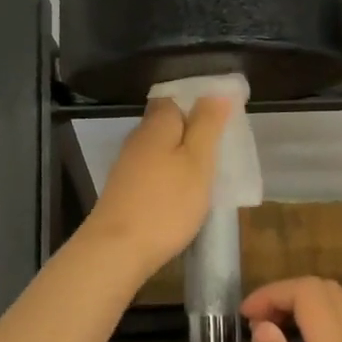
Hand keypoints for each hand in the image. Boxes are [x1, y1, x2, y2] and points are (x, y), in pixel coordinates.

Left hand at [81, 97, 231, 278]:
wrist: (117, 250)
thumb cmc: (166, 203)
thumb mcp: (198, 161)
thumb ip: (207, 125)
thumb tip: (216, 91)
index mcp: (157, 123)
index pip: (176, 97)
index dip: (199, 102)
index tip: (224, 117)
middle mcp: (138, 138)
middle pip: (168, 123)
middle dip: (193, 130)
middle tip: (223, 147)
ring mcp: (128, 165)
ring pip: (161, 149)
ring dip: (182, 155)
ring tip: (209, 171)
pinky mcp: (125, 189)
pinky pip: (154, 171)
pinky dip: (170, 176)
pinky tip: (184, 193)